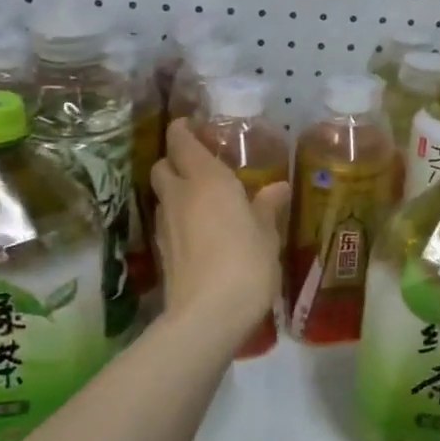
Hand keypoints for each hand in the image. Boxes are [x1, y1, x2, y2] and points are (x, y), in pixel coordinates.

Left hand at [151, 119, 289, 340]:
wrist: (207, 314)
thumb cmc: (246, 263)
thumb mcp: (267, 234)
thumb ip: (267, 207)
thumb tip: (278, 187)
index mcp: (207, 180)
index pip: (181, 141)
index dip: (183, 130)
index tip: (194, 126)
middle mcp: (180, 195)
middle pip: (163, 165)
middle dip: (176, 160)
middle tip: (202, 165)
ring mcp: (165, 224)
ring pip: (163, 194)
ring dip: (177, 190)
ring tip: (205, 199)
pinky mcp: (162, 252)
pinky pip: (167, 221)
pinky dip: (179, 217)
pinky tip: (201, 230)